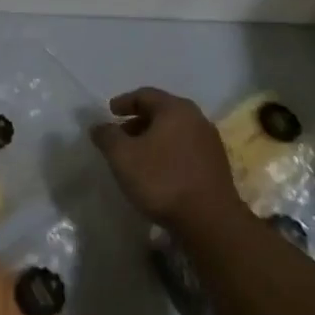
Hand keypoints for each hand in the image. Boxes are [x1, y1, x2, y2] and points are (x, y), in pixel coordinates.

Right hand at [89, 87, 242, 229]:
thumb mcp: (123, 157)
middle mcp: (197, 118)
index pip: (145, 95)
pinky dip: (168, 152)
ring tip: (136, 156)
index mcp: (175, 109)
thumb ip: (107, 137)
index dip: (124, 102)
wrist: (209, 220)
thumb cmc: (162, 180)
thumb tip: (98, 126)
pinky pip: (185, 149)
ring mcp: (209, 142)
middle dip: (138, 121)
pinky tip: (158, 171)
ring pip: (175, 131)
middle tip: (120, 135)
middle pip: (162, 112)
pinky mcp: (216, 165)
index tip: (109, 111)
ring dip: (153, 138)